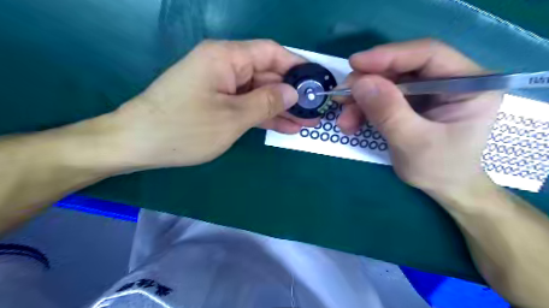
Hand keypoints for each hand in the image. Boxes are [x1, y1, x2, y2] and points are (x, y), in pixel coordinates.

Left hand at [110, 39, 314, 169]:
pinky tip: (284, 127)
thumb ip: (266, 102)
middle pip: (266, 74)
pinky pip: (246, 105)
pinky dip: (263, 115)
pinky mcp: (216, 102)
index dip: (296, 66)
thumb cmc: (184, 129)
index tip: (316, 81)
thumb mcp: (232, 117)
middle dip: (290, 93)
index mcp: (226, 57)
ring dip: (280, 108)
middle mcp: (224, 65)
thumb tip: (292, 92)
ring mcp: (220, 85)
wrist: (137, 144)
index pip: (271, 52)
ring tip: (306, 122)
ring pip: (258, 92)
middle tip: (314, 110)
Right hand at [335, 38, 499, 196]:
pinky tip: (351, 123)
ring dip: (361, 100)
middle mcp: (449, 80)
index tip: (355, 63)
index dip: (389, 56)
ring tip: (344, 120)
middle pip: (402, 69)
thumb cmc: (439, 169)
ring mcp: (429, 91)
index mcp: (469, 84)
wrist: (444, 188)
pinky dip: (364, 109)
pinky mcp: (412, 103)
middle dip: (368, 83)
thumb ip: (388, 112)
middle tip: (341, 96)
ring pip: (387, 84)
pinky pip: (382, 98)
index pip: (428, 55)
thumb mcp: (413, 143)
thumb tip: (360, 82)